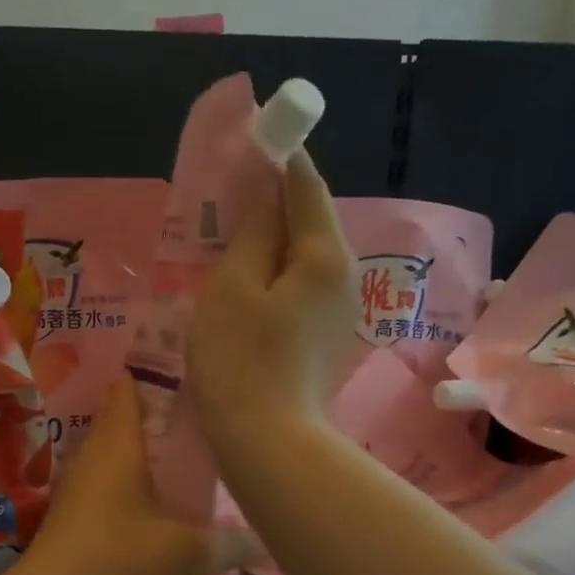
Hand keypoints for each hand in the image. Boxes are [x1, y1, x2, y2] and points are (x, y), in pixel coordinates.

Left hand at [0, 381, 257, 574]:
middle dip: (155, 418)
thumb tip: (261, 540)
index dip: (152, 375)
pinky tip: (152, 507)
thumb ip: (228, 544)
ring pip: (113, 457)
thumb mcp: (187, 555)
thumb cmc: (120, 562)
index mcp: (118, 446)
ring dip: (141, 457)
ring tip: (181, 462)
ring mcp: (76, 488)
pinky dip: (128, 487)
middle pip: (121, 422)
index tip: (184, 371)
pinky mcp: (70, 518)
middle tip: (197, 421)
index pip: (128, 390)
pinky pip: (104, 487)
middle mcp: (93, 457)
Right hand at [187, 147, 355, 456]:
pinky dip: (274, 272)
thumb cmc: (240, 359)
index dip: (279, 155)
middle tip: (229, 187)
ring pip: (303, 256)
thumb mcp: (233, 286)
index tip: (254, 132)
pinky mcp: (325, 337)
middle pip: (308, 220)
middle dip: (273, 198)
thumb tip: (267, 186)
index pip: (305, 185)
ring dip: (271, 238)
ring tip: (230, 231)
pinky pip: (300, 286)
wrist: (267, 442)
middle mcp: (345, 276)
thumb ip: (252, 230)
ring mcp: (339, 311)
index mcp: (325, 256)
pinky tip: (245, 280)